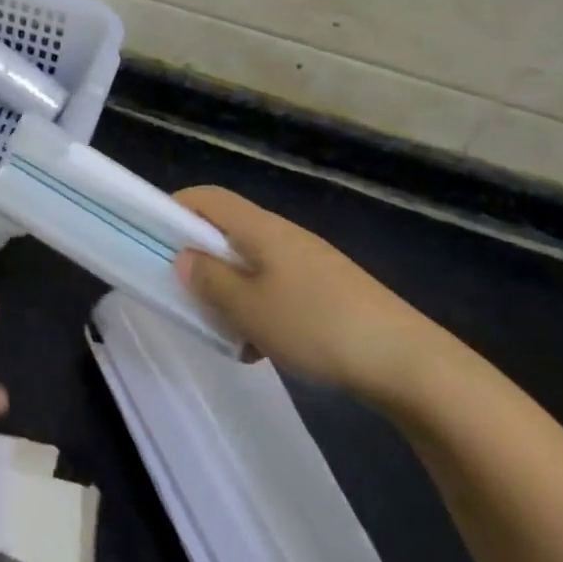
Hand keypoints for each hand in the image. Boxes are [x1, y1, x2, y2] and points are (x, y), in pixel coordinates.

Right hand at [174, 186, 439, 398]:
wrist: (411, 364)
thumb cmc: (317, 326)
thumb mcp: (249, 308)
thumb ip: (209, 280)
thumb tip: (184, 259)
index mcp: (261, 229)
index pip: (208, 197)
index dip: (174, 207)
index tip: (152, 237)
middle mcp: (284, 236)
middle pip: (228, 231)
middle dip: (200, 259)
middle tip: (183, 292)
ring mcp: (310, 264)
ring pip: (252, 265)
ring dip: (230, 291)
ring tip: (224, 331)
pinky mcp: (330, 292)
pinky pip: (278, 289)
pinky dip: (259, 310)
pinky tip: (264, 349)